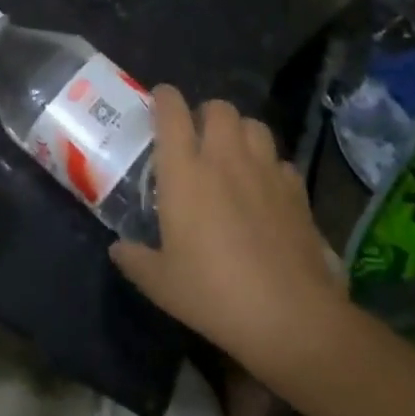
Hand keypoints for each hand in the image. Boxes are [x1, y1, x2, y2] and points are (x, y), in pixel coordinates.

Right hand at [110, 89, 345, 372]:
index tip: (158, 102)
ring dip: (240, 133)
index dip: (164, 98)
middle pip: (218, 108)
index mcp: (184, 171)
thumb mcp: (161, 283)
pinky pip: (281, 161)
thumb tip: (117, 249)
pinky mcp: (297, 192)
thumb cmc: (214, 293)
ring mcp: (265, 171)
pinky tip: (266, 190)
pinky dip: (270, 167)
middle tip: (198, 137)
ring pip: (254, 125)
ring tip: (233, 155)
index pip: (171, 111)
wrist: (291, 317)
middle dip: (206, 114)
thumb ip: (135, 259)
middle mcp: (224, 159)